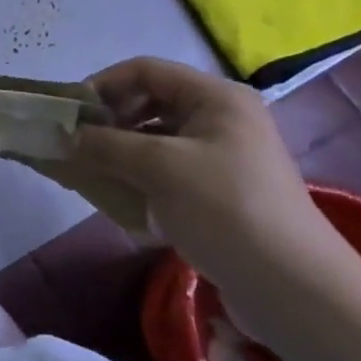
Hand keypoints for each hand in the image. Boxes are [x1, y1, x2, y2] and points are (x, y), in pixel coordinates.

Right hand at [71, 58, 347, 291]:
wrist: (295, 290)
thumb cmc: (226, 210)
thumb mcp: (160, 168)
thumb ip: (107, 145)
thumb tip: (66, 135)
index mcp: (215, 97)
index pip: (145, 70)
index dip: (104, 85)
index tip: (71, 115)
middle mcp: (220, 117)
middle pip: (150, 102)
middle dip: (110, 121)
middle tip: (77, 145)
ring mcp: (222, 156)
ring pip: (156, 138)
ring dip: (121, 151)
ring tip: (91, 172)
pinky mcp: (219, 191)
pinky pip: (168, 169)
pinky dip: (139, 176)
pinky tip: (119, 196)